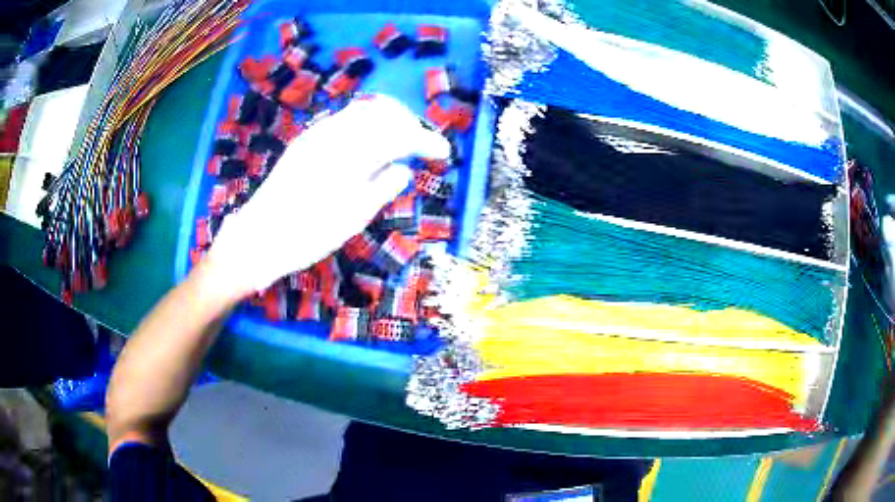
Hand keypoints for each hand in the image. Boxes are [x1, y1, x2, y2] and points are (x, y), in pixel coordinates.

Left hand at [207, 95, 450, 296]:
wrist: (258, 239)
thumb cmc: (307, 235)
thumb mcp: (353, 217)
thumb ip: (383, 187)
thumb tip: (404, 168)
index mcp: (351, 152)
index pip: (400, 134)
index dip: (426, 140)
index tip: (444, 152)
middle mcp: (334, 133)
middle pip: (383, 112)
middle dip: (408, 124)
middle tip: (422, 146)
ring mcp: (316, 134)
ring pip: (362, 112)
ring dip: (387, 122)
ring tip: (399, 144)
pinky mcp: (305, 142)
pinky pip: (343, 121)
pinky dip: (365, 126)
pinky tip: (368, 146)